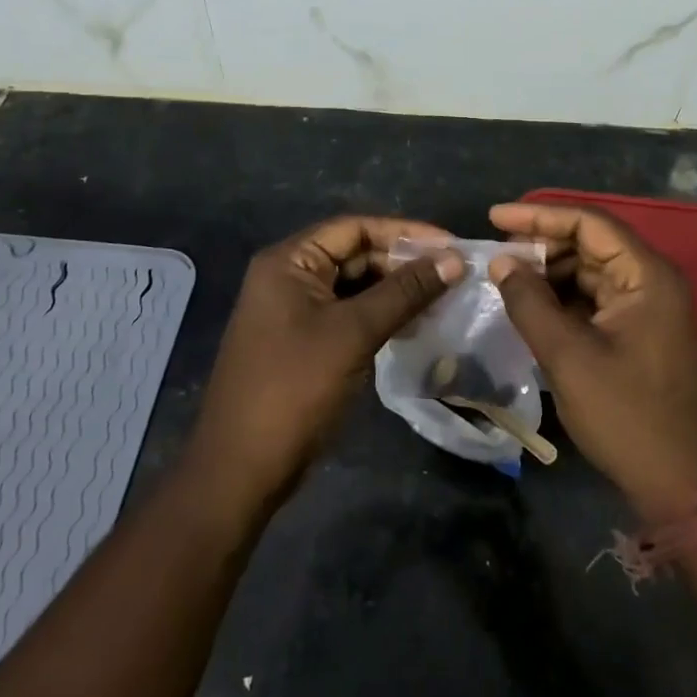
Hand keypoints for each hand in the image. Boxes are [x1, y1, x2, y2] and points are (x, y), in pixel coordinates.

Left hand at [185, 216, 464, 510]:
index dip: (405, 232)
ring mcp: (295, 311)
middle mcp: (289, 276)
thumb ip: (405, 292)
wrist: (242, 469)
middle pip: (356, 254)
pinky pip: (349, 314)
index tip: (451, 245)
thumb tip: (454, 259)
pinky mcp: (305, 341)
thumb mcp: (354, 333)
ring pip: (355, 286)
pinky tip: (416, 324)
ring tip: (444, 298)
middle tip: (453, 275)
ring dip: (397, 290)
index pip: (355, 228)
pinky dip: (382, 315)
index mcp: (289, 261)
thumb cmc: (295, 388)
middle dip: (404, 263)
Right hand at [488, 202, 696, 517]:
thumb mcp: (568, 357)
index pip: (589, 223)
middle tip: (496, 256)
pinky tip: (532, 309)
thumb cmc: (628, 416)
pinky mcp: (641, 334)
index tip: (494, 217)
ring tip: (506, 282)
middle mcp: (652, 282)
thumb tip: (501, 262)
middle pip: (590, 244)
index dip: (539, 215)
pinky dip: (563, 300)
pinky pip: (596, 301)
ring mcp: (649, 309)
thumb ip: (530, 303)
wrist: (685, 486)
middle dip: (541, 245)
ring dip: (549, 274)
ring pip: (590, 273)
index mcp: (647, 276)